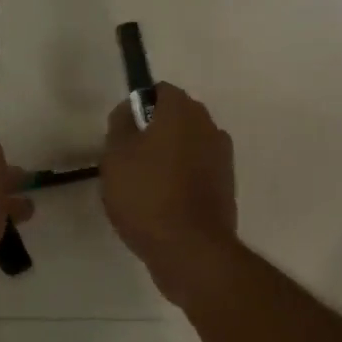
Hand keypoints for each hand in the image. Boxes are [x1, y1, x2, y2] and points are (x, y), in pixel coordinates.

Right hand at [100, 83, 237, 304]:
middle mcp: (208, 126)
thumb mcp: (115, 156)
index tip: (122, 133)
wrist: (191, 250)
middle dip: (154, 131)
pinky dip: (183, 178)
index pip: (160, 91)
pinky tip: (164, 203)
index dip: (138, 107)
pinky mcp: (227, 185)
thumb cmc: (147, 195)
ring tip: (145, 185)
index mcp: (182, 111)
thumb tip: (128, 111)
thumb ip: (120, 124)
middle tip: (129, 159)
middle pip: (176, 117)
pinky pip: (198, 170)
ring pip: (188, 144)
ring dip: (169, 156)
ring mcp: (222, 157)